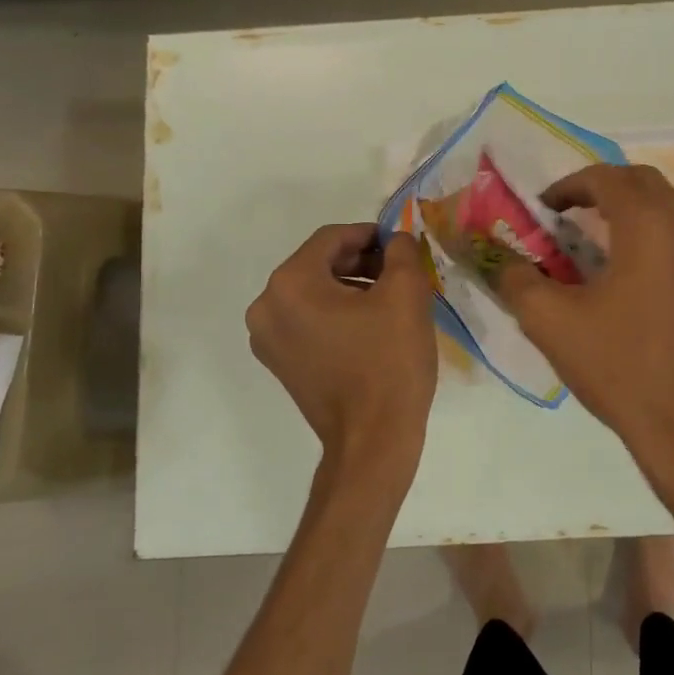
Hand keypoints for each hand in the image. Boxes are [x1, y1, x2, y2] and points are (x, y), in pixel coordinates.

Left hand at [246, 225, 437, 465]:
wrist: (373, 439)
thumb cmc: (389, 361)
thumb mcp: (407, 294)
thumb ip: (402, 251)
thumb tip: (396, 241)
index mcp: (290, 284)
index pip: (332, 238)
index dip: (371, 235)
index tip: (402, 246)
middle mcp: (266, 307)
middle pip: (319, 264)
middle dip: (362, 262)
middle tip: (400, 274)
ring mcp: (267, 339)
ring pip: (314, 293)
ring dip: (352, 288)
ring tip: (391, 301)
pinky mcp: (280, 363)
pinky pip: (309, 321)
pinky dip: (338, 314)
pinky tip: (371, 327)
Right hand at [494, 165, 673, 465]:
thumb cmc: (614, 365)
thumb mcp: (549, 322)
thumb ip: (517, 280)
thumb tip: (500, 259)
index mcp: (644, 226)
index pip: (605, 178)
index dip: (569, 185)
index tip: (545, 209)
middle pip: (643, 179)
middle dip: (603, 186)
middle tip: (571, 212)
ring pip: (670, 201)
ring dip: (634, 203)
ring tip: (602, 231)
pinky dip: (658, 226)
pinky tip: (636, 263)